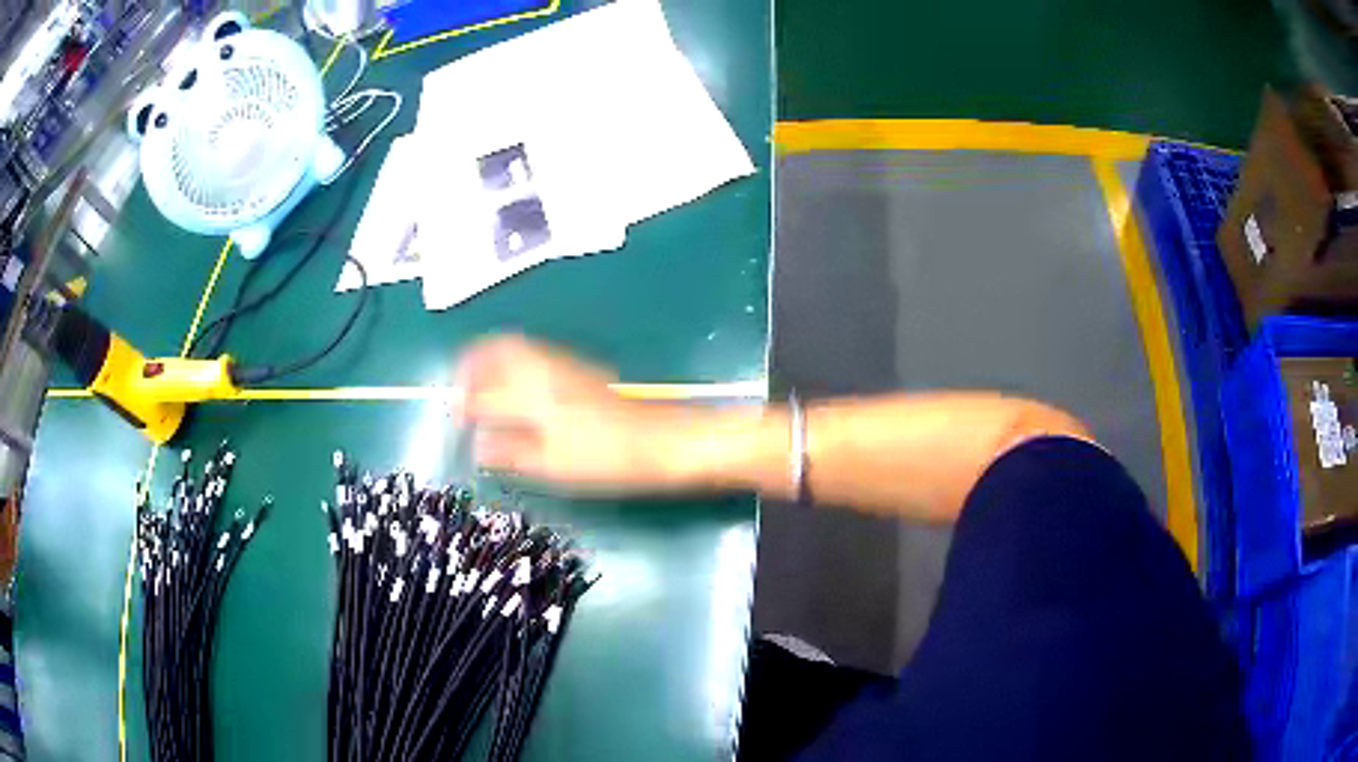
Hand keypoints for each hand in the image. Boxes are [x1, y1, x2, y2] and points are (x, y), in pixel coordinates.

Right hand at [453, 335, 683, 491]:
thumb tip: (479, 446)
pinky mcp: (580, 368)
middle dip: (473, 364)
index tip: (455, 416)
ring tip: (484, 386)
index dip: (464, 402)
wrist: (661, 441)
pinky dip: (515, 362)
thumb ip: (511, 452)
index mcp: (533, 393)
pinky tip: (518, 389)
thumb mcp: (553, 466)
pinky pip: (534, 353)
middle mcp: (545, 368)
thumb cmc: (605, 458)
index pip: (485, 388)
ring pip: (518, 347)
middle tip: (463, 387)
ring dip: (493, 360)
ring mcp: (565, 364)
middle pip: (499, 349)